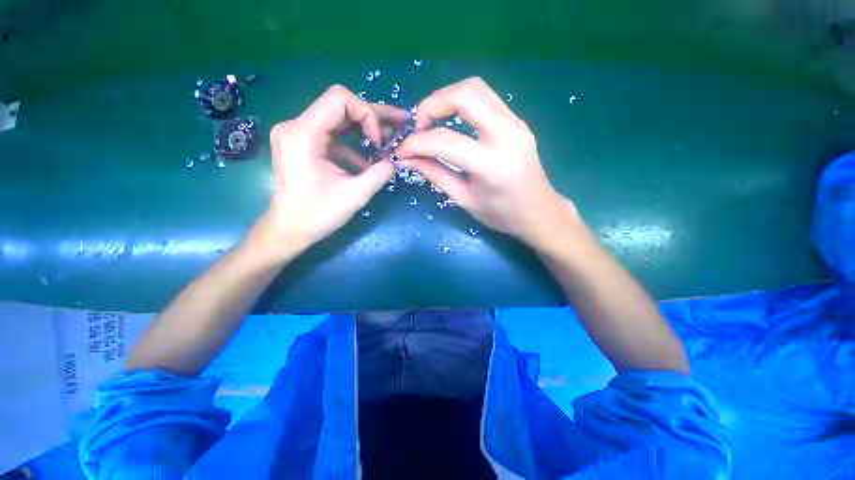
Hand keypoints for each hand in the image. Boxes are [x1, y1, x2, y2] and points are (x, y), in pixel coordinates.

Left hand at [248, 85, 409, 260]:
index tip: (378, 142)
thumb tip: (395, 160)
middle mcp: (296, 126)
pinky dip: (354, 146)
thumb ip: (379, 174)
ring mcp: (298, 134)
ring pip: (339, 119)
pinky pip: (334, 136)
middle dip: (373, 116)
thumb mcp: (354, 196)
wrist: (289, 230)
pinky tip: (369, 162)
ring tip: (390, 138)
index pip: (340, 99)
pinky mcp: (303, 145)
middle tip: (399, 123)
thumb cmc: (316, 215)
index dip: (367, 114)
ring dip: (366, 129)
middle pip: (340, 106)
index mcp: (302, 134)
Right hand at [395, 77, 577, 247]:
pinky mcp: (518, 121)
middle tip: (419, 127)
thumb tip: (407, 159)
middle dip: (431, 104)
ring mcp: (517, 123)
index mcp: (492, 165)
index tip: (401, 151)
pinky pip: (486, 98)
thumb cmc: (502, 215)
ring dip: (447, 98)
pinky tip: (453, 121)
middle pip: (464, 95)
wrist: (539, 212)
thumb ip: (435, 175)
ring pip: (476, 88)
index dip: (416, 143)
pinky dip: (462, 102)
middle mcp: (508, 135)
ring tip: (432, 121)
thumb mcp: (464, 200)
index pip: (445, 141)